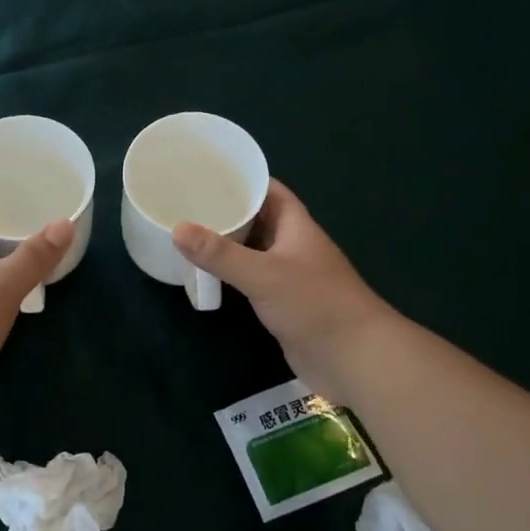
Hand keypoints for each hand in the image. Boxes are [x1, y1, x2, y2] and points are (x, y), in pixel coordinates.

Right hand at [174, 180, 392, 402]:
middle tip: (188, 204)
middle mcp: (293, 246)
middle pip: (259, 220)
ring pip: (254, 251)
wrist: (352, 357)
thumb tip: (177, 229)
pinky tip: (208, 274)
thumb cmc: (315, 304)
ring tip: (190, 234)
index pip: (270, 191)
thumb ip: (221, 254)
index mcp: (297, 227)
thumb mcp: (264, 274)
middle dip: (228, 212)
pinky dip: (232, 274)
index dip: (243, 179)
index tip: (207, 173)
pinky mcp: (282, 303)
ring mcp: (289, 276)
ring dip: (228, 244)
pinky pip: (253, 280)